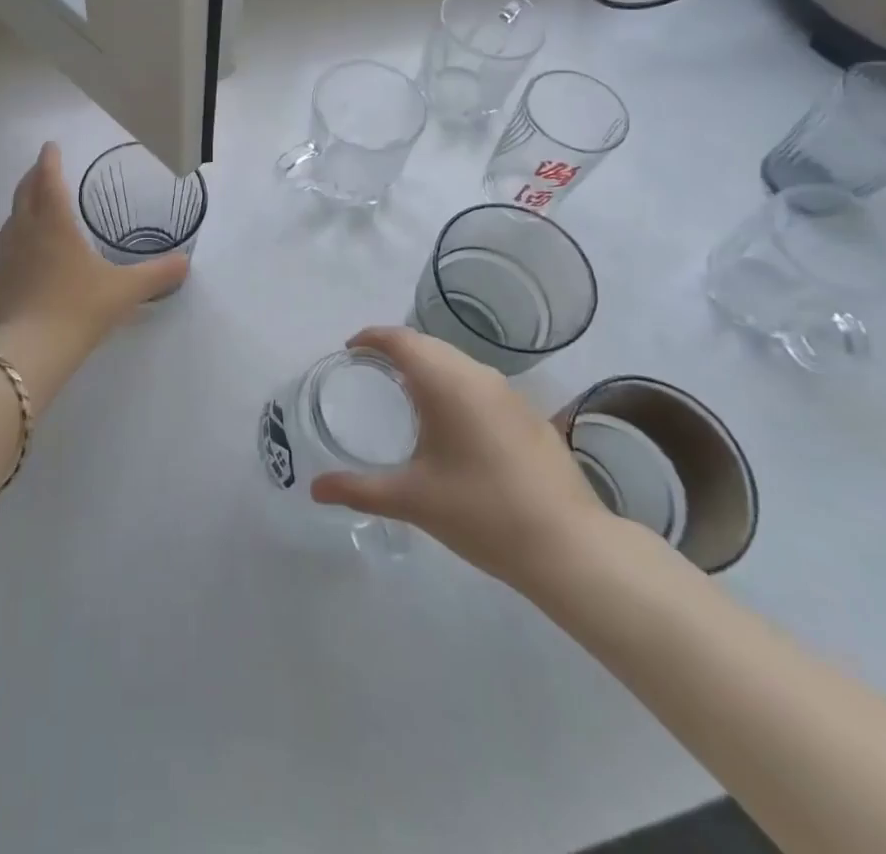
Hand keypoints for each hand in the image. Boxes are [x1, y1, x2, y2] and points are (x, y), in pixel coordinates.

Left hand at [0, 143, 188, 350]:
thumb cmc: (80, 308)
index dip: (50, 160)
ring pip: (9, 226)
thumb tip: (185, 263)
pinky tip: (18, 268)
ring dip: (20, 213)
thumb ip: (156, 275)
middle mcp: (25, 234)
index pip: (49, 180)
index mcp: (55, 225)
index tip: (50, 146)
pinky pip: (1, 262)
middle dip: (32, 178)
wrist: (30, 350)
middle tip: (40, 170)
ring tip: (30, 214)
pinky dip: (11, 256)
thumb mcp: (125, 290)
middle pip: (24, 196)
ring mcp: (3, 260)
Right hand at [310, 326, 615, 593]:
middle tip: (369, 373)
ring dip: (427, 367)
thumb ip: (359, 489)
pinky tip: (450, 424)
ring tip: (404, 394)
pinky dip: (454, 385)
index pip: (401, 339)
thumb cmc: (483, 513)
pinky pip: (479, 383)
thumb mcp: (413, 500)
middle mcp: (478, 376)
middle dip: (396, 350)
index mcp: (447, 383)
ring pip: (457, 362)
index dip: (371, 338)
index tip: (350, 351)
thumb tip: (315, 489)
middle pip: (428, 345)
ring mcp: (509, 394)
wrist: (571, 547)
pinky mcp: (529, 415)